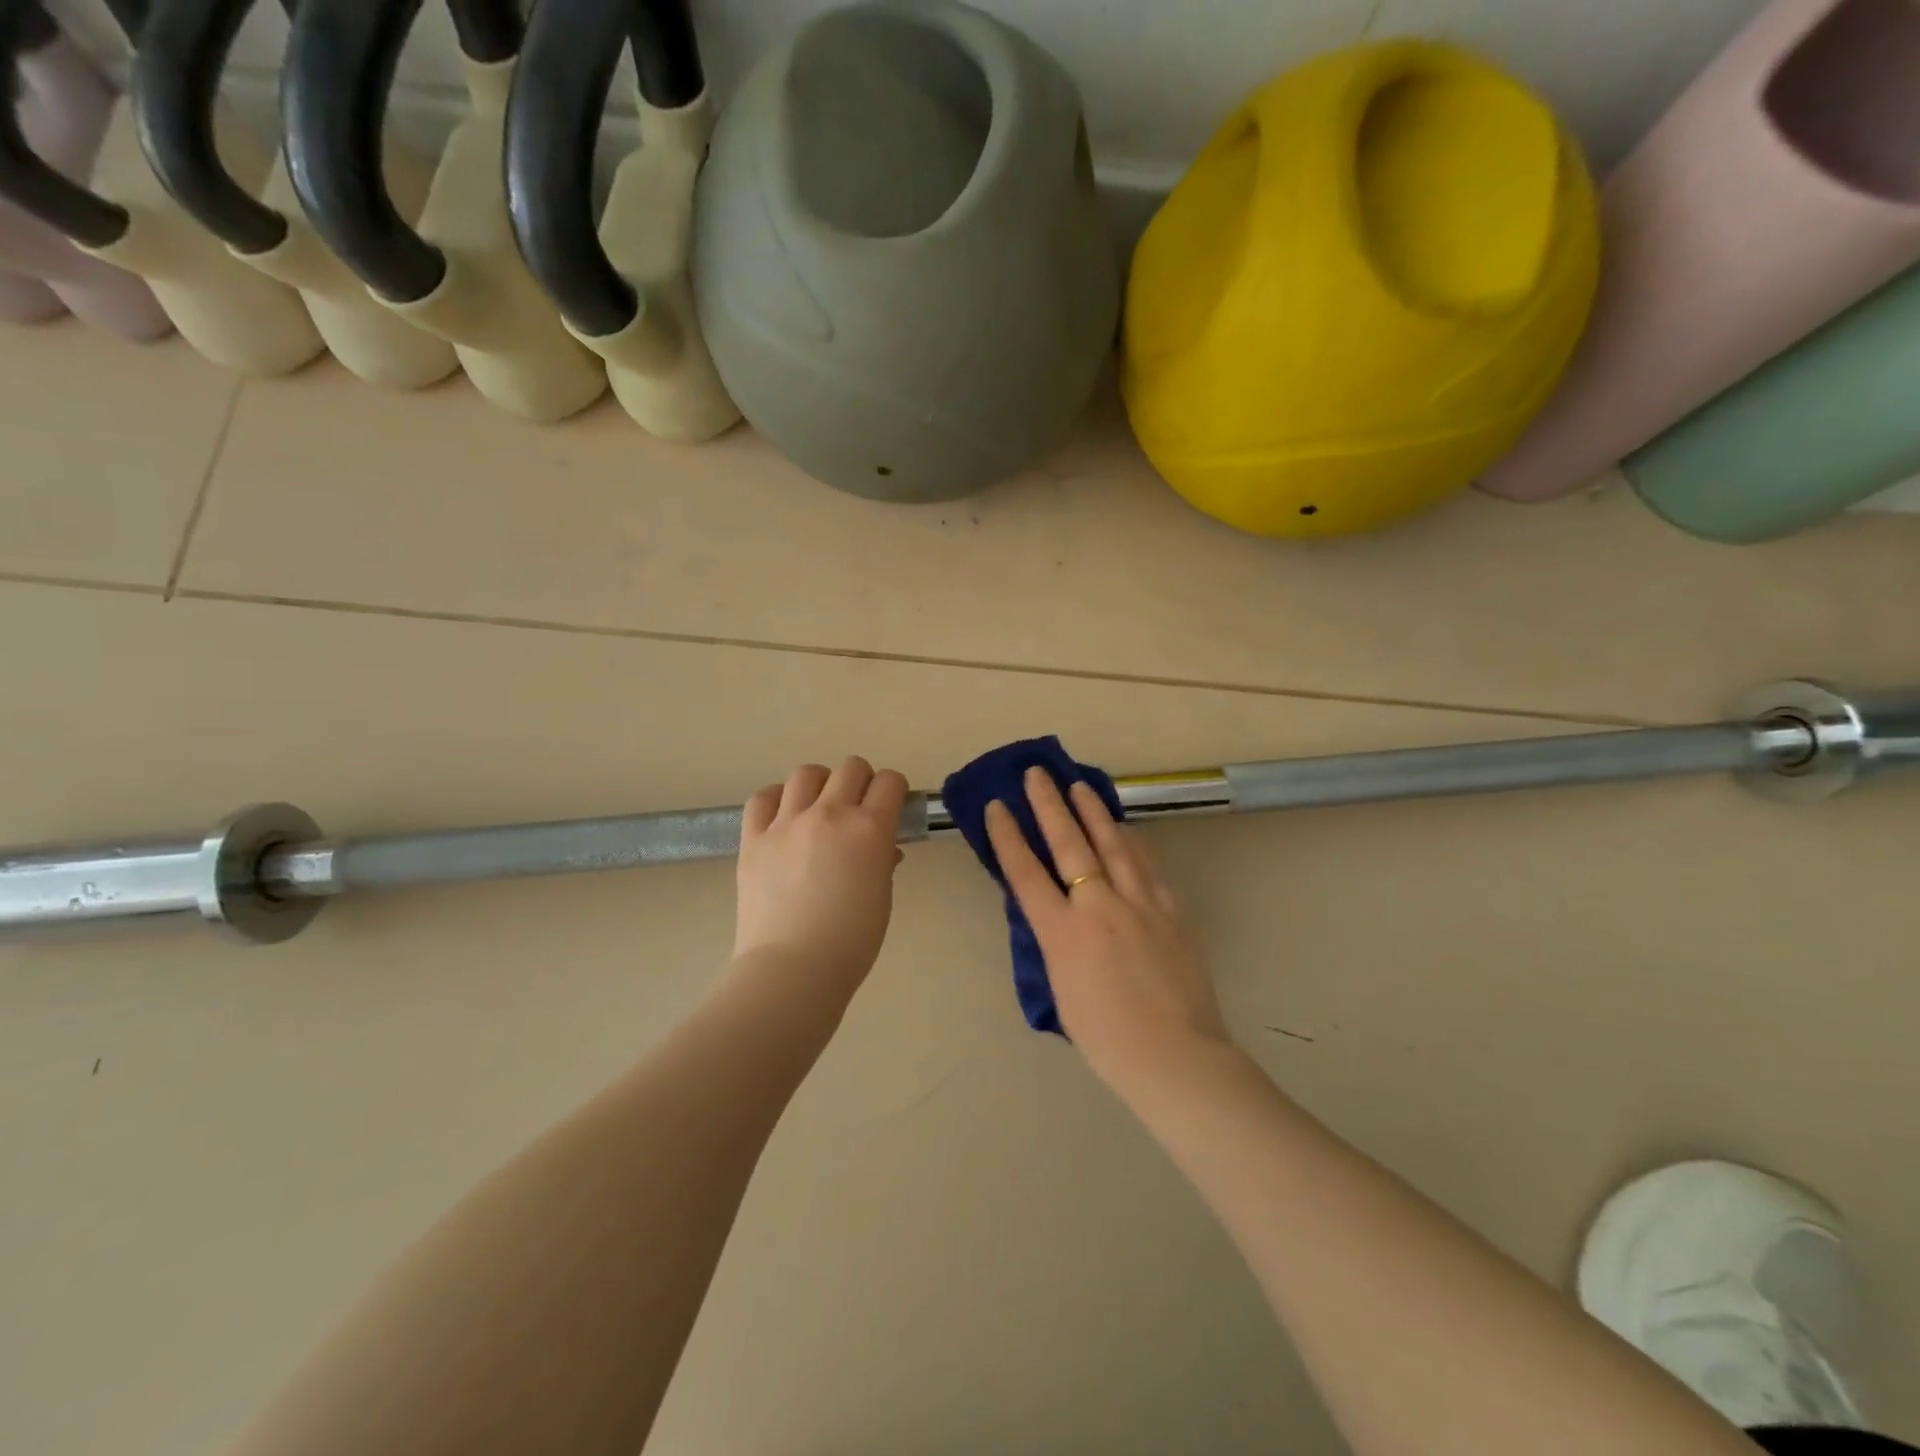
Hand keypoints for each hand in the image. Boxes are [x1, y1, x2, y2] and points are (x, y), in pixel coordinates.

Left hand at [733, 757, 909, 1000]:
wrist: (793, 969)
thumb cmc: (851, 942)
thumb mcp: (881, 897)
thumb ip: (882, 861)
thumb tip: (881, 849)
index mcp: (869, 829)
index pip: (890, 782)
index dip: (894, 791)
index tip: (890, 807)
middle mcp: (830, 814)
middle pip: (851, 767)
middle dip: (861, 782)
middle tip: (857, 808)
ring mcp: (787, 823)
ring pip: (807, 773)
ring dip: (820, 785)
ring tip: (818, 808)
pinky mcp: (754, 838)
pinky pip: (763, 797)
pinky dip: (777, 800)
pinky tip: (783, 818)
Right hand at [986, 767, 1229, 1092]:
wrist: (1176, 1057)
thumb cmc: (1107, 1039)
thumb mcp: (1061, 989)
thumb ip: (1054, 942)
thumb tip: (1048, 911)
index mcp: (1063, 934)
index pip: (1026, 873)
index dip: (1008, 836)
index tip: (998, 806)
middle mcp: (1099, 907)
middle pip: (1070, 845)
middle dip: (1049, 805)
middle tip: (1037, 773)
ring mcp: (1140, 904)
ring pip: (1114, 844)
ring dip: (1093, 812)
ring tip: (1080, 786)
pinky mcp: (1171, 910)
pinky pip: (1147, 865)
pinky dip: (1132, 842)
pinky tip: (1125, 829)